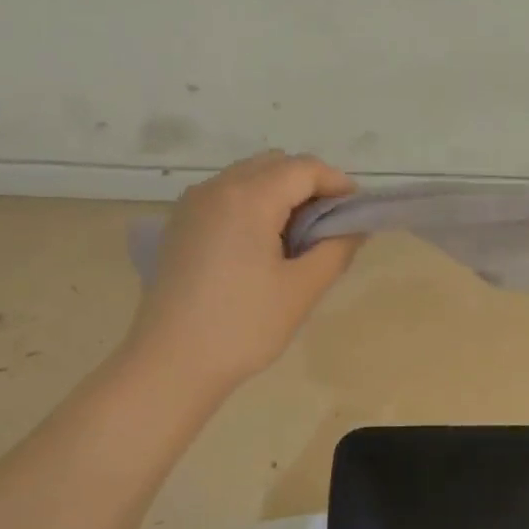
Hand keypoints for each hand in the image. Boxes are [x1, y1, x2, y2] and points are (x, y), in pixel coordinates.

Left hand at [126, 151, 363, 391]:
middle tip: (329, 227)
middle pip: (274, 165)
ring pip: (248, 178)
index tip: (357, 212)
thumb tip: (354, 226)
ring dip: (280, 195)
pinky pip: (226, 197)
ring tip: (297, 240)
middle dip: (309, 186)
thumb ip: (335, 249)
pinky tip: (261, 247)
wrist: (171, 363)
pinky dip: (253, 206)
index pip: (304, 168)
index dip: (337, 183)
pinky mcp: (180, 226)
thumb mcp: (301, 289)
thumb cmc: (243, 326)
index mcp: (248, 198)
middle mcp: (216, 188)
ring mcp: (192, 205)